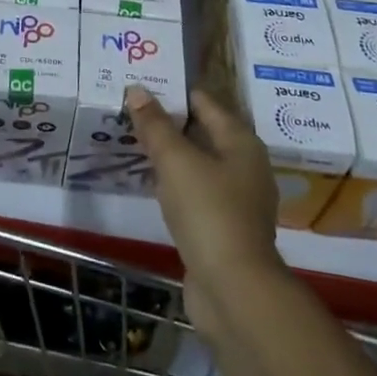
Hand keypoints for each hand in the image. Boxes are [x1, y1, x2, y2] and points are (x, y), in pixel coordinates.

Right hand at [125, 86, 283, 301]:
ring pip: (198, 164)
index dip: (173, 91)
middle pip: (202, 132)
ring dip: (170, 154)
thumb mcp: (176, 161)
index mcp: (241, 142)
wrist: (233, 291)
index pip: (205, 102)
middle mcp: (246, 166)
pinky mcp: (225, 228)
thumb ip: (155, 125)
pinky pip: (196, 192)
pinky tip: (152, 183)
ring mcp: (238, 200)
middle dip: (169, 122)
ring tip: (135, 143)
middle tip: (131, 111)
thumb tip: (137, 89)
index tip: (141, 84)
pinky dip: (175, 183)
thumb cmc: (208, 212)